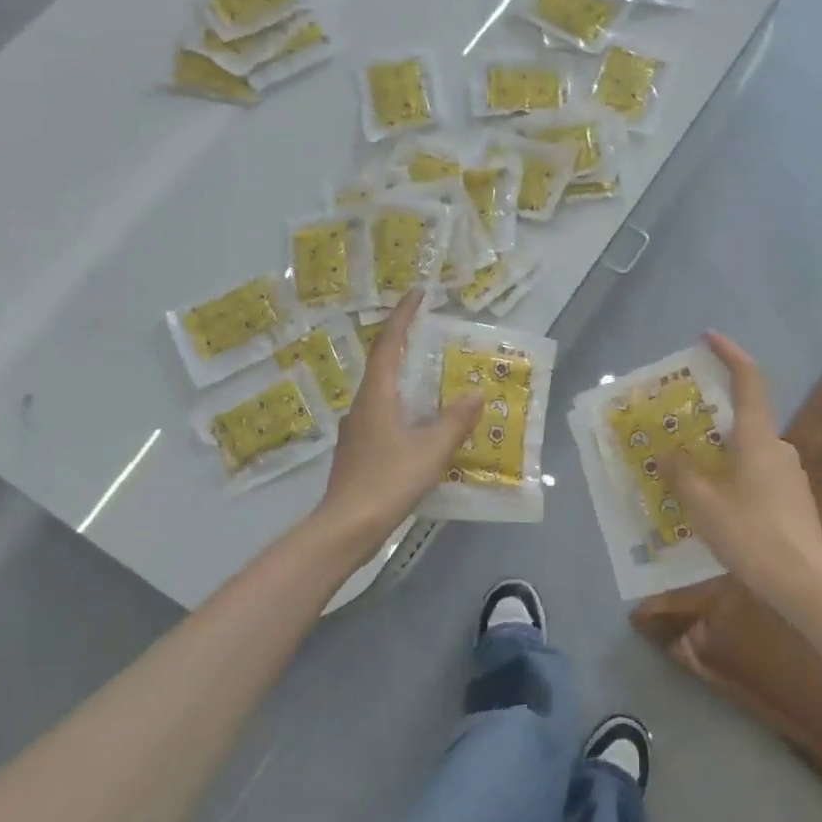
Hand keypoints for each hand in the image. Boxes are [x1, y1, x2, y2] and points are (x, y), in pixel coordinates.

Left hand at [317, 289, 480, 543]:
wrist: (346, 527)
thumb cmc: (388, 481)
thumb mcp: (430, 450)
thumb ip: (455, 420)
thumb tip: (475, 392)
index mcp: (377, 396)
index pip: (389, 344)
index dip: (403, 316)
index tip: (418, 293)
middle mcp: (363, 405)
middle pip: (384, 365)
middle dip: (407, 345)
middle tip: (434, 334)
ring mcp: (359, 429)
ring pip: (385, 392)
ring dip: (408, 378)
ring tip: (437, 377)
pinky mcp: (361, 451)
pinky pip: (386, 415)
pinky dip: (406, 406)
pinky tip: (424, 423)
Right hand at [662, 333, 821, 626]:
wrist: (805, 581)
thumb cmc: (751, 534)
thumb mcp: (703, 504)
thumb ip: (682, 472)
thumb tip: (668, 453)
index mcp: (757, 437)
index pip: (748, 379)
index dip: (730, 353)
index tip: (709, 337)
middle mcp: (778, 446)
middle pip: (743, 417)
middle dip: (711, 418)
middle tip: (680, 430)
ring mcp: (790, 472)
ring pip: (749, 449)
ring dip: (721, 454)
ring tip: (691, 477)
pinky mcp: (794, 496)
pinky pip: (757, 472)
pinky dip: (735, 475)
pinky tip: (718, 506)